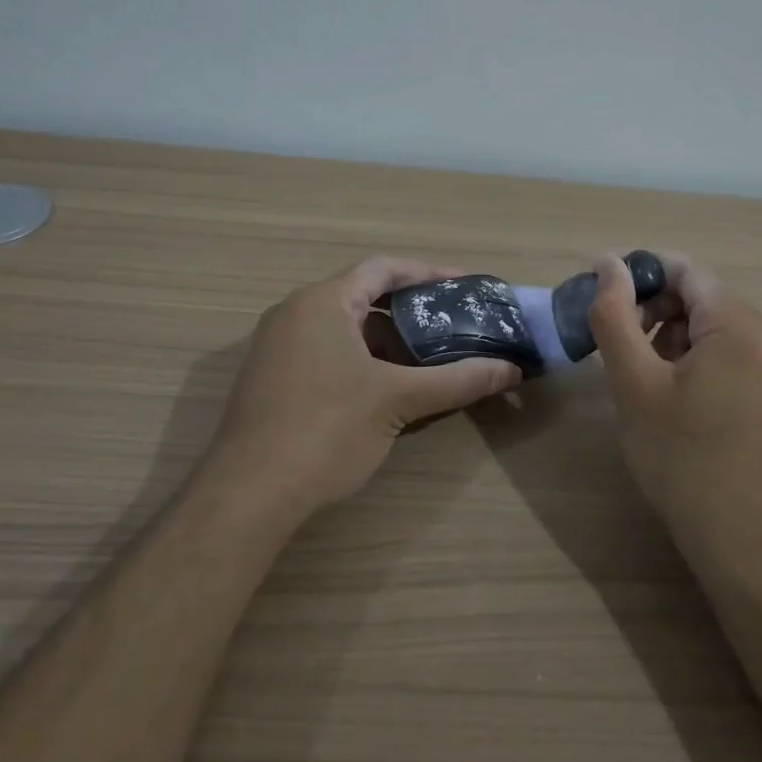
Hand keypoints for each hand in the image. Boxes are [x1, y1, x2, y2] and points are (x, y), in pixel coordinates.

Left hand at [210, 257, 520, 518]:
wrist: (249, 493)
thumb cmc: (326, 430)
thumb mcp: (398, 400)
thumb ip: (457, 380)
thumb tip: (511, 370)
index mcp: (322, 302)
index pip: (382, 268)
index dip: (427, 273)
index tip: (464, 286)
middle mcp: (294, 313)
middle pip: (363, 296)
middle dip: (410, 312)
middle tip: (452, 325)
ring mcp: (277, 347)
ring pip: (344, 329)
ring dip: (386, 341)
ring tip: (428, 360)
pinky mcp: (271, 379)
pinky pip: (325, 353)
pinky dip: (360, 361)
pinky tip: (386, 390)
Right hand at [587, 252, 761, 585]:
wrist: (744, 541)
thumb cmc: (682, 459)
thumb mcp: (635, 383)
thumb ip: (615, 315)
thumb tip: (606, 261)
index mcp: (740, 324)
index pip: (684, 269)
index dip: (638, 276)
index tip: (601, 304)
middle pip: (700, 295)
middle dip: (653, 310)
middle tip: (617, 349)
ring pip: (712, 325)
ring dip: (670, 336)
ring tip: (643, 379)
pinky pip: (729, 352)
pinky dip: (694, 358)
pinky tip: (672, 396)